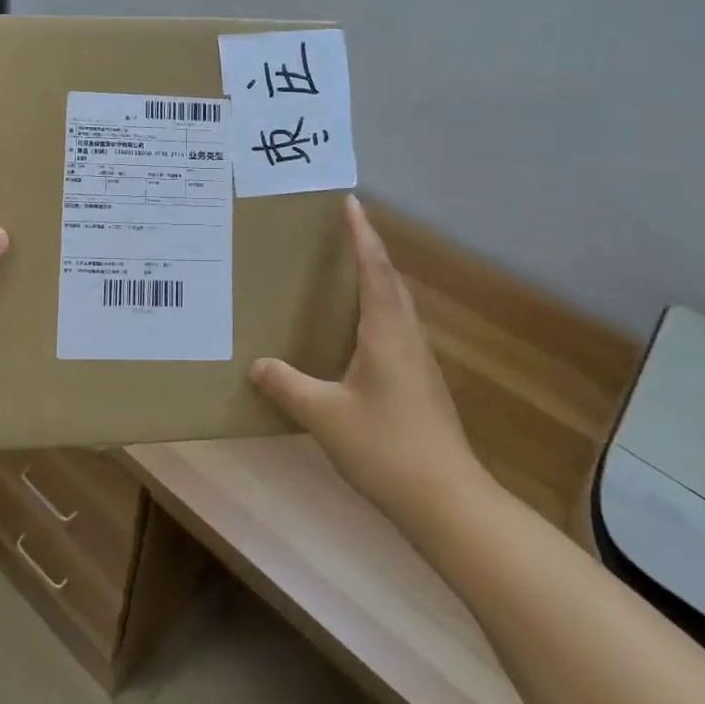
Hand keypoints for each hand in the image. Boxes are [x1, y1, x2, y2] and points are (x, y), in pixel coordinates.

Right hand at [250, 195, 486, 526]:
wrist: (448, 501)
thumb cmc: (386, 447)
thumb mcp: (325, 416)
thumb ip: (288, 386)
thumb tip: (257, 364)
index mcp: (386, 332)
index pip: (374, 268)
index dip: (361, 233)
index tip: (350, 201)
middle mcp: (407, 336)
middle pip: (390, 280)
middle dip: (369, 249)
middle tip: (343, 228)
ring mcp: (419, 360)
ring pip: (397, 305)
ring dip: (377, 278)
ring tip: (349, 270)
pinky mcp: (422, 382)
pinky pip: (397, 327)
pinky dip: (378, 309)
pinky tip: (360, 331)